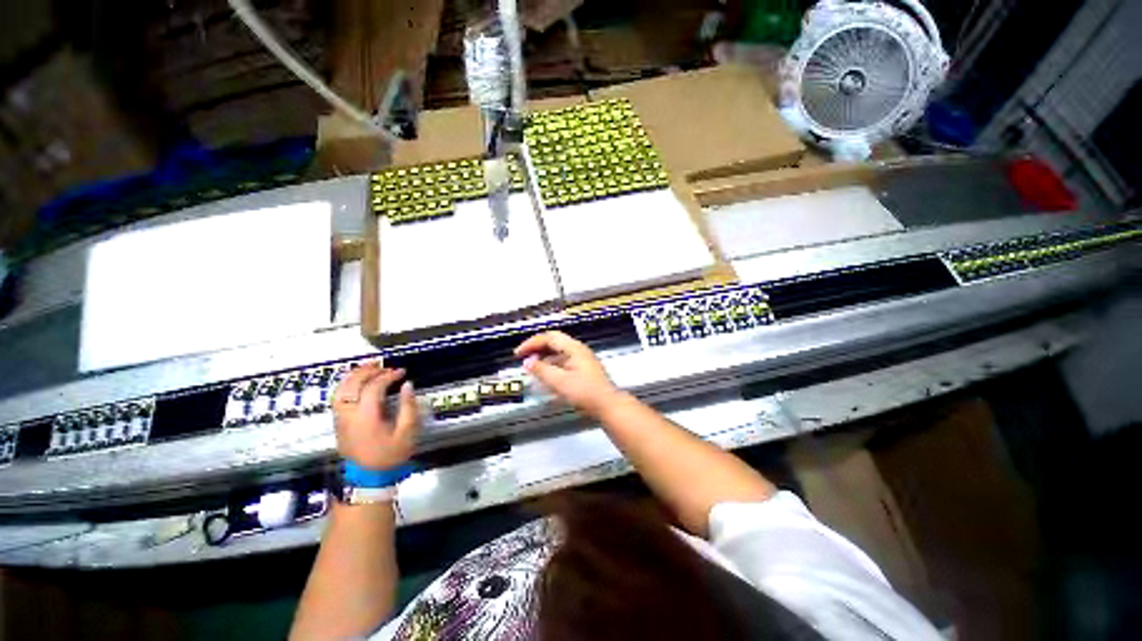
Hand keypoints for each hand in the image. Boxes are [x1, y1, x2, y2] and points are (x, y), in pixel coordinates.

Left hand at [332, 364, 419, 468]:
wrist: (369, 476)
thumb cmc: (389, 457)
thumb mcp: (406, 436)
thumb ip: (408, 409)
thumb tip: (407, 386)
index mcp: (366, 415)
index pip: (375, 386)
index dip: (388, 376)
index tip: (401, 373)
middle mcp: (349, 411)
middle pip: (355, 381)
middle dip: (371, 369)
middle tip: (385, 366)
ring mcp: (340, 415)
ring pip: (343, 385)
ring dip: (356, 373)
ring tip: (369, 369)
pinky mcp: (336, 419)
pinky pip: (338, 394)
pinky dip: (347, 383)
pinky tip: (356, 382)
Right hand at [515, 331, 620, 416]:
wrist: (607, 406)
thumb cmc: (585, 392)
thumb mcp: (559, 381)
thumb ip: (541, 370)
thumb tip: (528, 363)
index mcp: (574, 348)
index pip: (548, 337)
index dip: (531, 343)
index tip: (518, 353)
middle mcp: (578, 351)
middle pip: (553, 343)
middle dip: (536, 349)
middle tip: (523, 358)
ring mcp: (582, 361)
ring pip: (558, 354)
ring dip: (543, 359)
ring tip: (532, 369)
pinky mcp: (584, 372)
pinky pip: (563, 363)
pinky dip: (551, 367)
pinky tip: (546, 378)